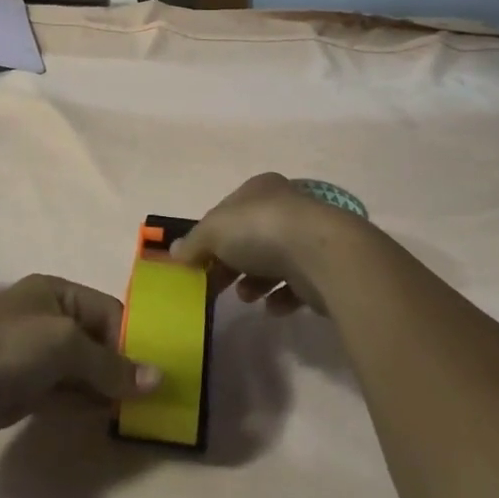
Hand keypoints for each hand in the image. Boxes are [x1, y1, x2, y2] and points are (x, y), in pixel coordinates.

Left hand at [0, 275, 161, 447]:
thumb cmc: (10, 345)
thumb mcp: (66, 344)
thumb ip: (110, 364)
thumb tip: (157, 379)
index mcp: (59, 293)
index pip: (109, 311)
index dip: (133, 338)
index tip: (157, 371)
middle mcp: (49, 319)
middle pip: (97, 340)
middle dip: (122, 365)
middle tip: (154, 395)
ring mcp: (36, 356)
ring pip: (82, 370)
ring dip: (105, 388)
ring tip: (138, 411)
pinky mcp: (24, 389)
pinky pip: (65, 393)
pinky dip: (85, 403)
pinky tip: (107, 417)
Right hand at [171, 173, 368, 315]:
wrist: (323, 256)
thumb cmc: (262, 231)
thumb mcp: (214, 230)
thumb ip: (193, 242)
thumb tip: (174, 253)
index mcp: (260, 189)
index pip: (228, 211)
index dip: (209, 236)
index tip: (196, 263)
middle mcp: (286, 207)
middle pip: (249, 237)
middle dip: (230, 262)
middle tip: (214, 286)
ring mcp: (308, 237)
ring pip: (273, 260)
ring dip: (254, 280)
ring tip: (245, 297)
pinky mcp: (324, 268)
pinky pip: (297, 284)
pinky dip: (281, 296)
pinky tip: (272, 308)